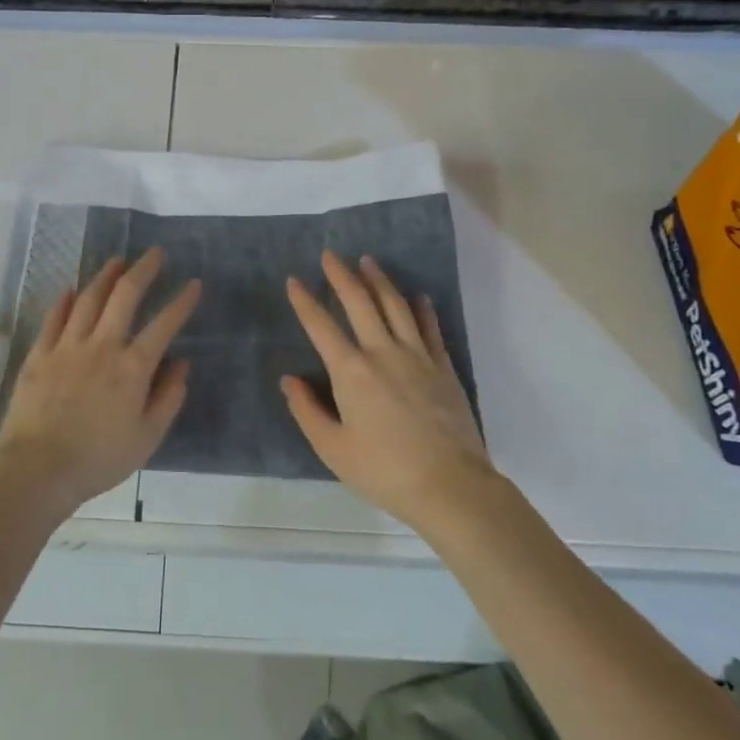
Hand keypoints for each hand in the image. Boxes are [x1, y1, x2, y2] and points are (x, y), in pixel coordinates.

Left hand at [0, 248, 200, 514]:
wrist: (37, 469)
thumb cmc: (99, 459)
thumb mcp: (147, 437)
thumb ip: (168, 397)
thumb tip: (182, 364)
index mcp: (132, 367)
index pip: (164, 324)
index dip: (182, 302)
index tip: (194, 284)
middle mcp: (102, 346)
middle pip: (124, 296)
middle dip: (143, 270)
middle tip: (155, 253)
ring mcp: (67, 346)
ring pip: (88, 298)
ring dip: (105, 276)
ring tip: (117, 261)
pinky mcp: (39, 354)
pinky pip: (54, 317)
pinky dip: (65, 300)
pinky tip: (71, 288)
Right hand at [281, 250, 491, 531]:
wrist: (450, 485)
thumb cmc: (384, 471)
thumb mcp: (333, 449)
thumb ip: (307, 411)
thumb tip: (289, 380)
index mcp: (351, 372)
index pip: (321, 326)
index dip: (305, 301)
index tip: (294, 281)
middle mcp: (383, 352)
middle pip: (360, 302)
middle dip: (342, 275)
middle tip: (330, 254)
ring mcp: (417, 356)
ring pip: (395, 305)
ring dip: (379, 280)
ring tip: (368, 261)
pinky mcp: (443, 366)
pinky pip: (429, 327)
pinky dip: (421, 308)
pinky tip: (417, 296)